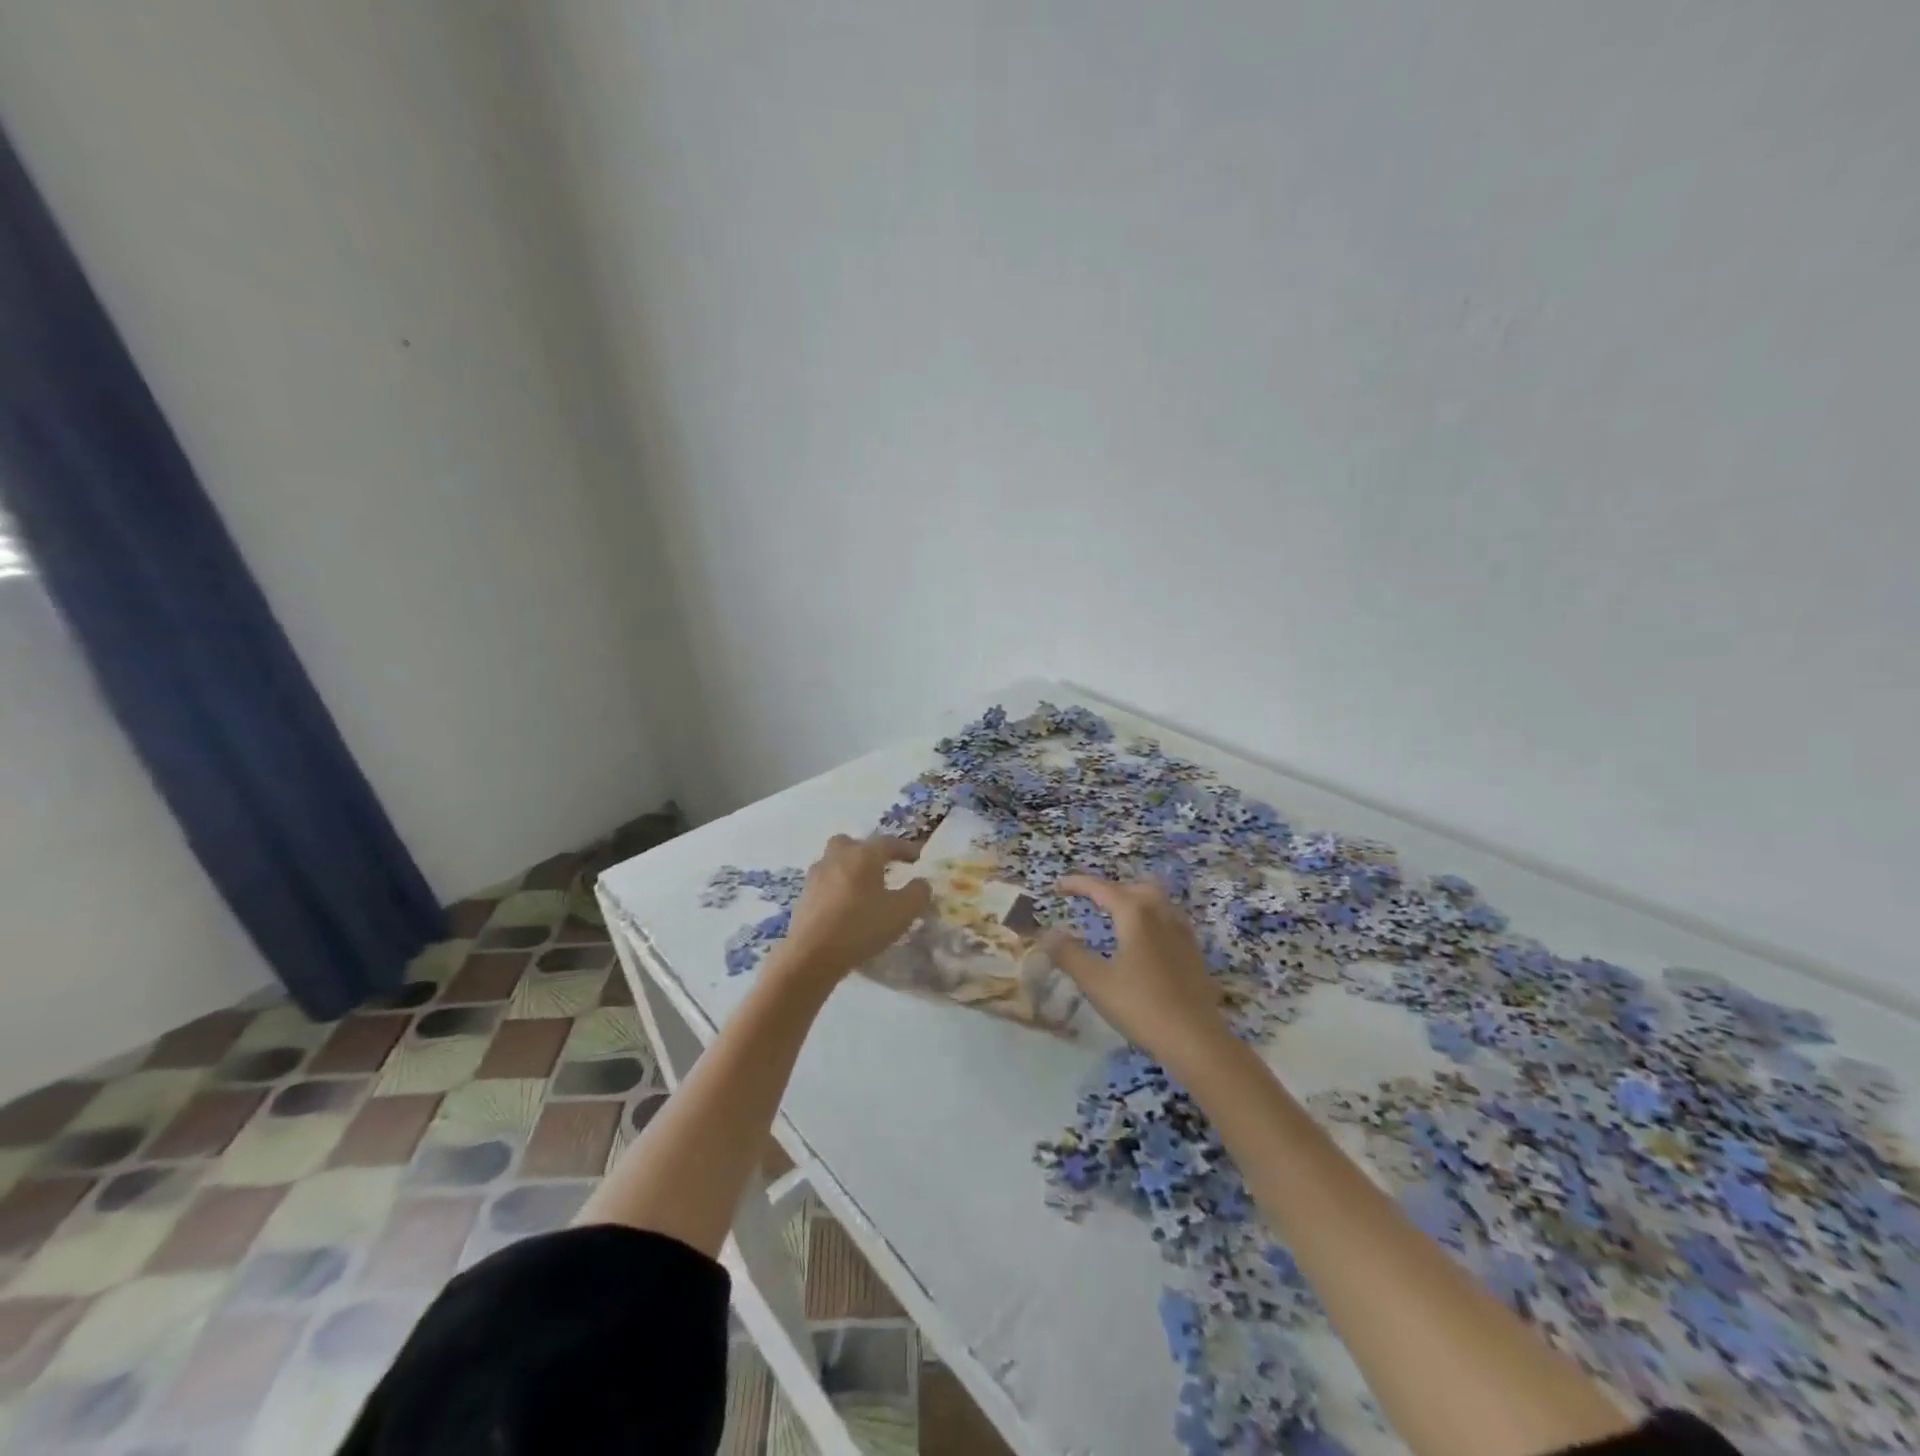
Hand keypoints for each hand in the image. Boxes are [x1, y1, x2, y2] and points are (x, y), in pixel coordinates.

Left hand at [775, 834, 932, 983]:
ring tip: (862, 890)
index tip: (918, 857)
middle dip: (867, 852)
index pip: (888, 843)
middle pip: (852, 844)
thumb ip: (918, 893)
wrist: (811, 955)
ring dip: (848, 869)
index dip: (906, 848)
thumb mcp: (902, 912)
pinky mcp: (803, 896)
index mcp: (863, 855)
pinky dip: (835, 889)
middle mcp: (837, 857)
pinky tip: (844, 908)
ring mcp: (816, 876)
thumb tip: (921, 883)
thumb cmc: (861, 927)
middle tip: (881, 868)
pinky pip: (824, 883)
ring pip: (834, 861)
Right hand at [1042, 876, 1230, 1069]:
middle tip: (1088, 901)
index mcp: (1135, 913)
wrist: (1196, 1039)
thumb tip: (1047, 934)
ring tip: (1116, 914)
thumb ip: (1068, 954)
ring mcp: (1182, 931)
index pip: (1101, 888)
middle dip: (1109, 889)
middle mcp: (1161, 913)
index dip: (1077, 884)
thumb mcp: (1096, 981)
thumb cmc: (1141, 1005)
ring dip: (1133, 899)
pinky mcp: (1194, 951)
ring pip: (1156, 900)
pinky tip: (1146, 939)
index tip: (1057, 886)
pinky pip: (1169, 918)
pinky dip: (1151, 917)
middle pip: (1133, 887)